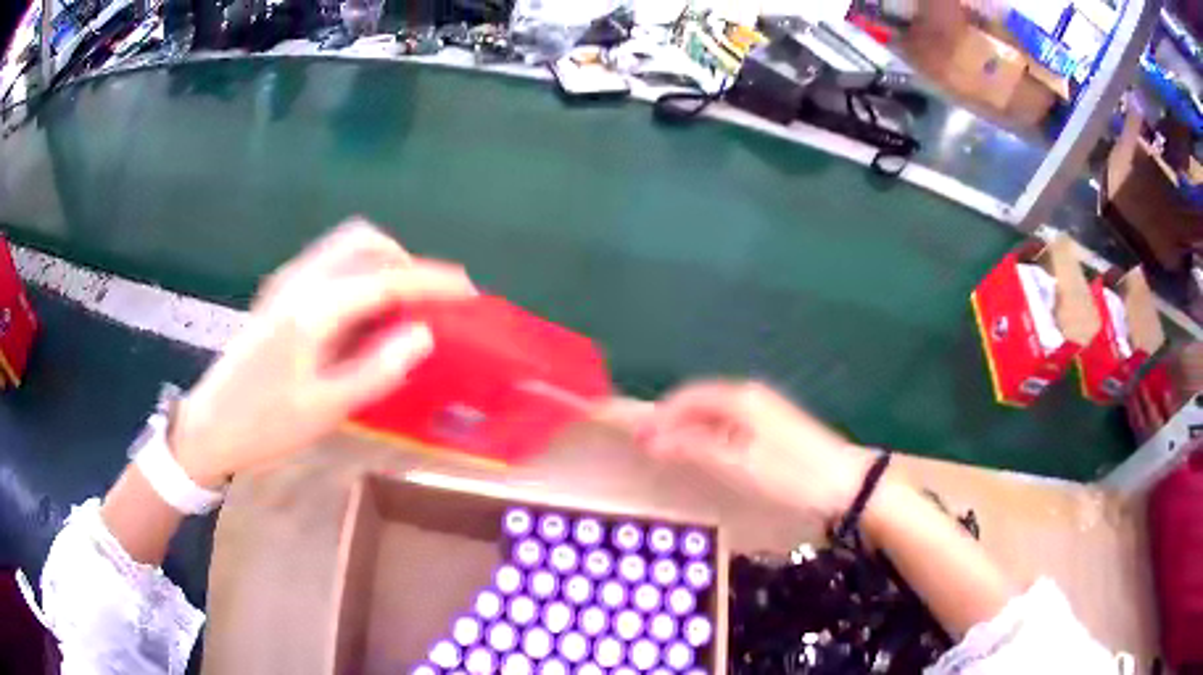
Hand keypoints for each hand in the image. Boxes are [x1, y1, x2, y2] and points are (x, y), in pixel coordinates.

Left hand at [170, 219, 475, 486]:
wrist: (211, 425)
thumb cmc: (267, 424)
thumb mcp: (327, 409)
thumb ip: (378, 368)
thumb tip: (422, 334)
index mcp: (314, 309)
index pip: (386, 279)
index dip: (431, 282)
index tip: (467, 291)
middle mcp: (301, 280)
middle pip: (364, 241)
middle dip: (404, 261)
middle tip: (427, 301)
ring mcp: (286, 282)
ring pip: (345, 247)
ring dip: (381, 264)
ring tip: (400, 306)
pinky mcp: (279, 293)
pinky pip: (330, 264)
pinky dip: (358, 273)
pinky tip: (362, 313)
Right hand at [637, 381, 872, 522]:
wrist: (845, 484)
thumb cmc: (790, 474)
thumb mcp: (738, 464)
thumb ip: (694, 448)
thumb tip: (650, 437)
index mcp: (741, 398)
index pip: (687, 396)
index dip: (659, 415)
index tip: (636, 439)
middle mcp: (750, 396)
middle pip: (699, 401)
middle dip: (671, 422)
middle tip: (649, 449)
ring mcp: (764, 410)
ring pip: (714, 412)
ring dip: (689, 430)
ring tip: (670, 454)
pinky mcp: (773, 426)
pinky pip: (728, 423)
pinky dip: (708, 436)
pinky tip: (705, 455)